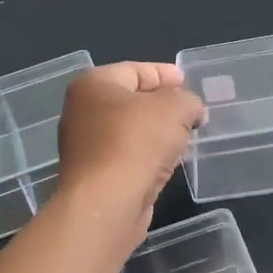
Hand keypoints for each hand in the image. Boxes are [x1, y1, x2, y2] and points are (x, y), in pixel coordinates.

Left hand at [56, 64, 203, 227]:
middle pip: (131, 100)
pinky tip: (165, 163)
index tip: (188, 84)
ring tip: (184, 138)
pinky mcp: (93, 176)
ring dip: (155, 133)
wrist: (107, 203)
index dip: (166, 74)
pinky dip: (146, 157)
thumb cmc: (137, 142)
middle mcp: (82, 111)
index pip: (136, 70)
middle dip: (162, 105)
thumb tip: (190, 111)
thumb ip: (188, 100)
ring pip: (129, 131)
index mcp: (93, 84)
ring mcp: (84, 146)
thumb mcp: (175, 107)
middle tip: (191, 113)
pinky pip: (126, 157)